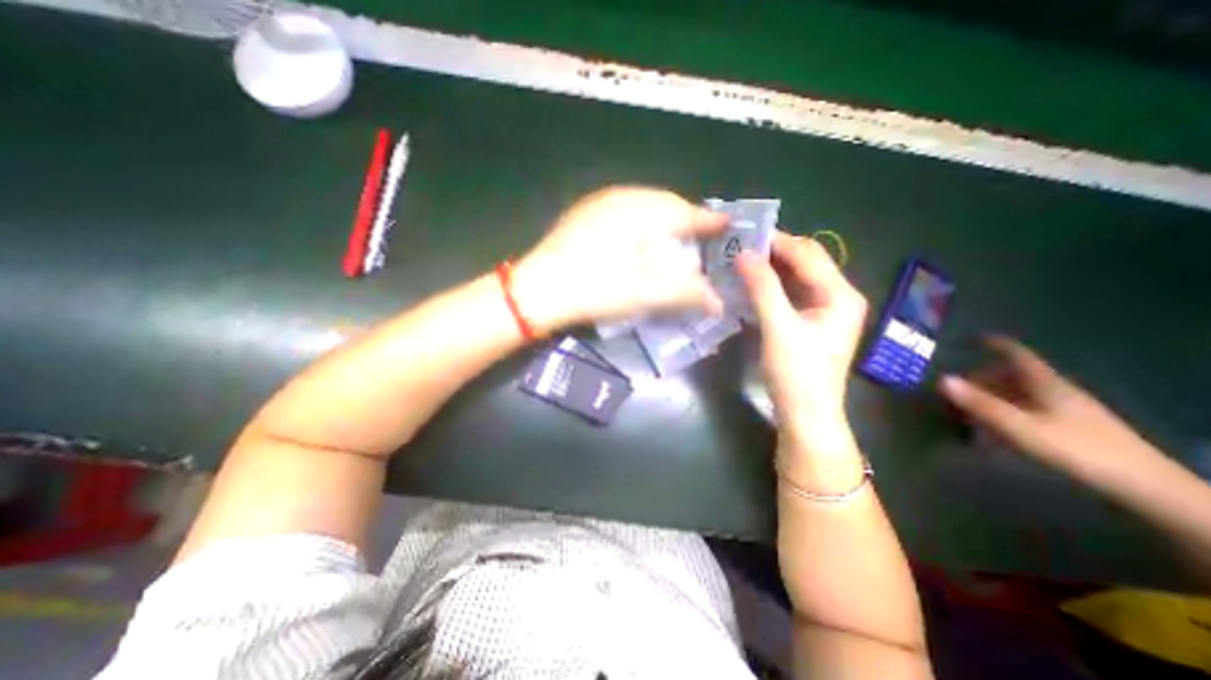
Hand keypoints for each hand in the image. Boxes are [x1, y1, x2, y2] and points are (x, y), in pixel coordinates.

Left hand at [507, 186, 721, 333]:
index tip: (727, 226)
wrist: (538, 289)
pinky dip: (640, 220)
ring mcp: (599, 202)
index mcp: (641, 211)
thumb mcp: (644, 294)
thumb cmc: (595, 288)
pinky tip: (636, 238)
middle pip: (666, 202)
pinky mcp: (583, 213)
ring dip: (662, 218)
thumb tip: (718, 302)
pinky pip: (624, 208)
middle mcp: (622, 197)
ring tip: (672, 238)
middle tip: (700, 236)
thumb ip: (686, 293)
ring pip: (644, 203)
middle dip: (686, 218)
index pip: (686, 211)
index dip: (709, 220)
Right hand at [734, 233, 866, 440]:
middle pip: (805, 262)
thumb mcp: (778, 328)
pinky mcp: (810, 322)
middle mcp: (837, 296)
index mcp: (840, 294)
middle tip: (739, 246)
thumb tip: (743, 254)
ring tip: (740, 260)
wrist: (805, 414)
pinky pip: (790, 293)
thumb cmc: (797, 373)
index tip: (744, 234)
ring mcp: (824, 310)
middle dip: (773, 252)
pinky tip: (750, 284)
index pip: (808, 254)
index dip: (777, 241)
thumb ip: (762, 288)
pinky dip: (771, 286)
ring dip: (770, 268)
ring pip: (796, 277)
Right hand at [936, 335, 1152, 477]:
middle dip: (983, 376)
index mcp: (1045, 383)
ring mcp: (1064, 410)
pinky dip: (1004, 412)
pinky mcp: (1068, 429)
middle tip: (955, 382)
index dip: (997, 344)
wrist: (1141, 487)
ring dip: (991, 396)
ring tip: (964, 405)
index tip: (976, 337)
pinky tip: (990, 426)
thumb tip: (941, 379)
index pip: (1018, 355)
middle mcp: (1054, 391)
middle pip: (1014, 375)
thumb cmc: (1074, 449)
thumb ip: (980, 403)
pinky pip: (1026, 411)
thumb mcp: (1019, 426)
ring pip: (1019, 394)